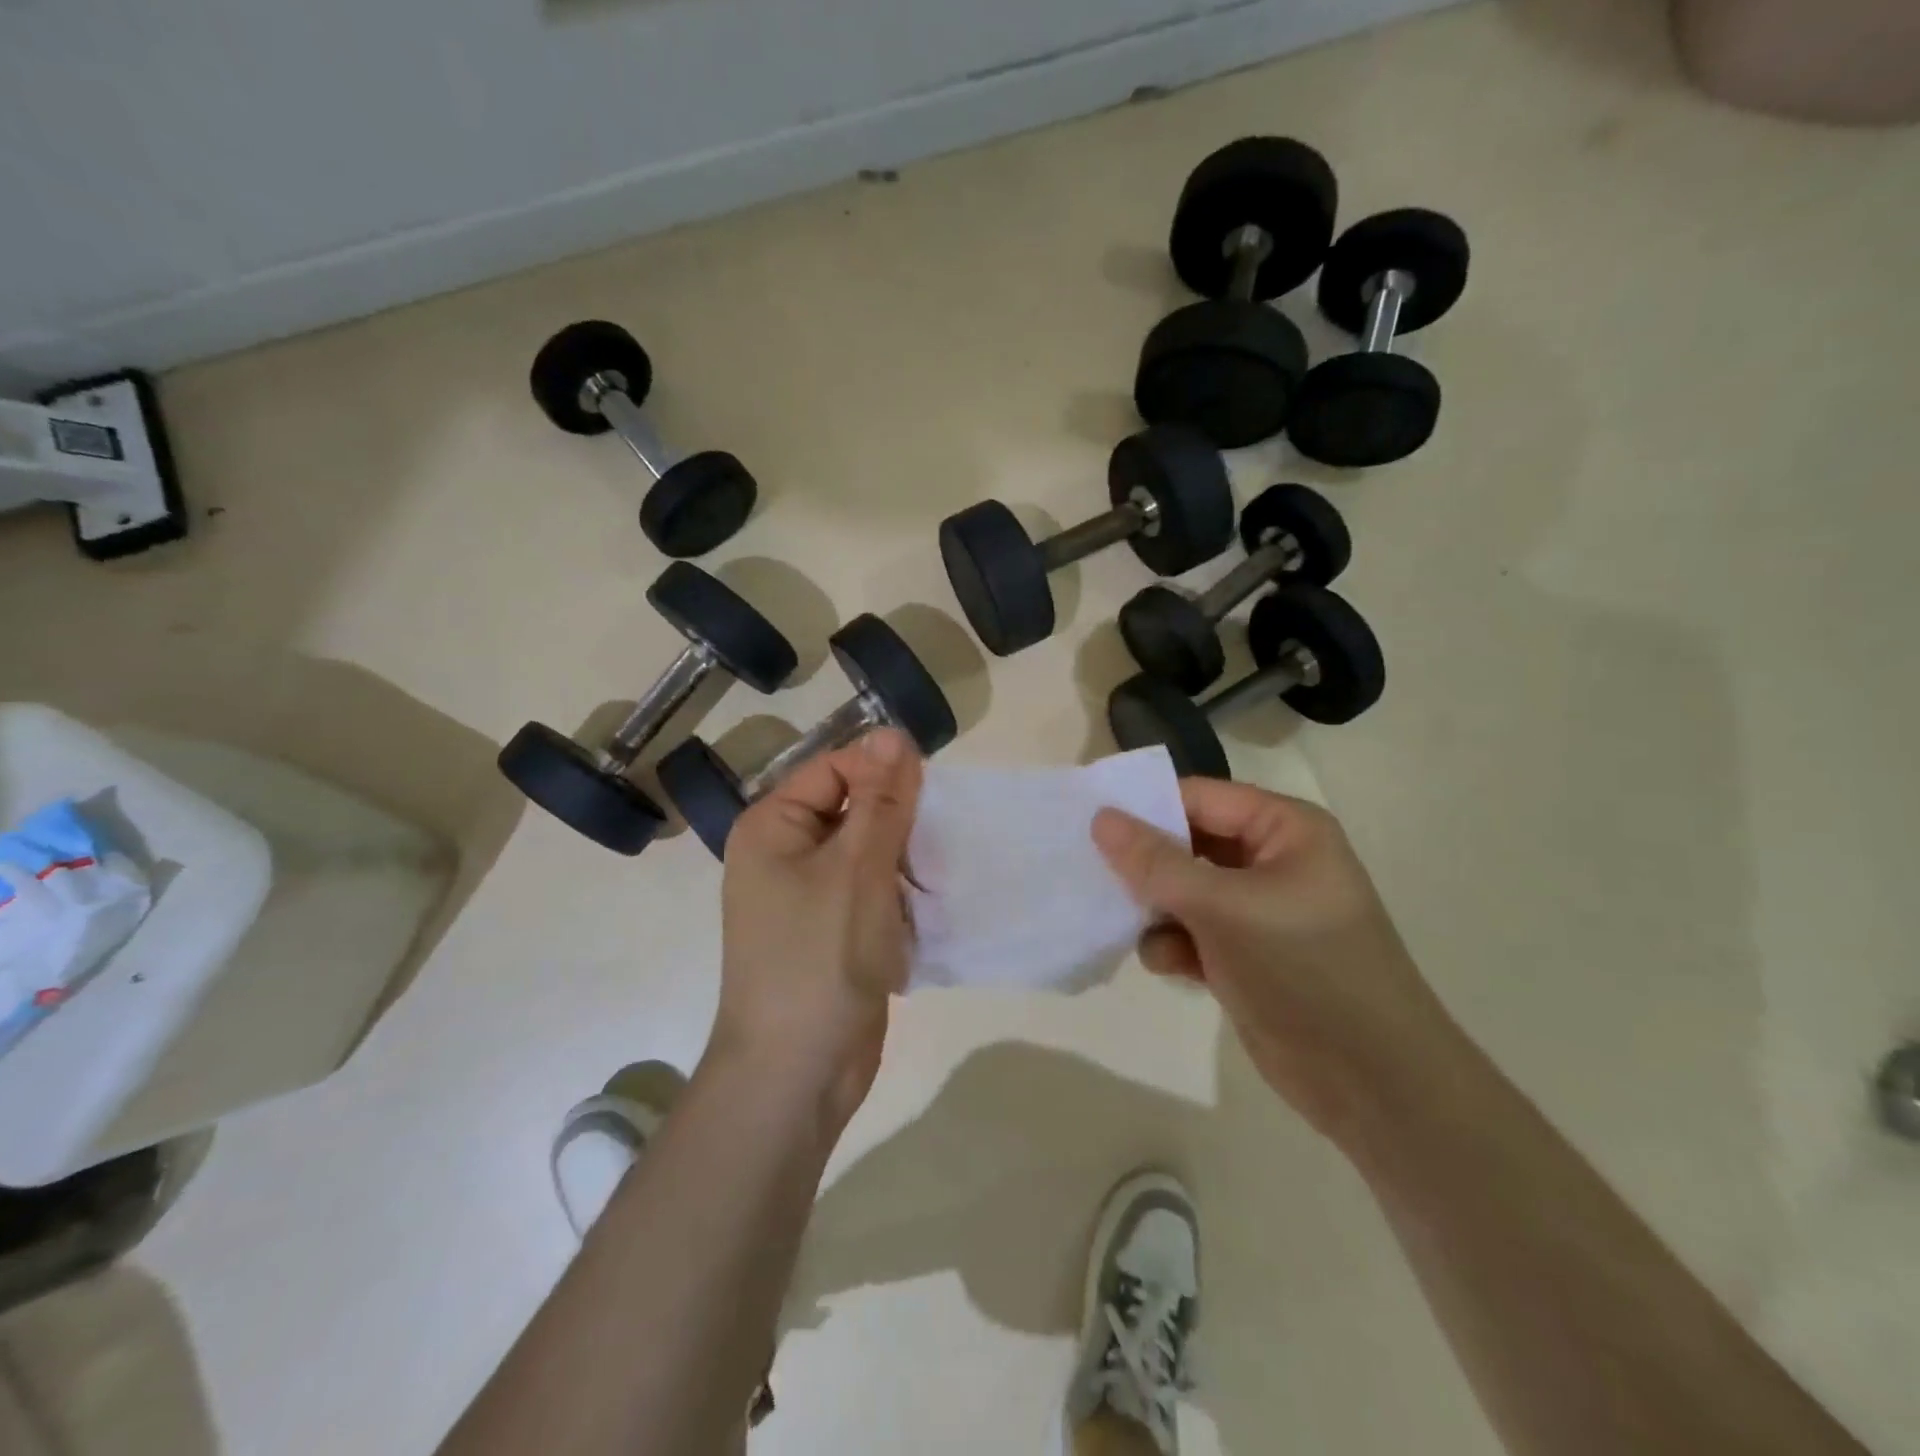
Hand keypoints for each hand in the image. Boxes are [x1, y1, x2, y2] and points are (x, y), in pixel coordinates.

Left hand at [711, 727, 921, 1132]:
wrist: (798, 1073)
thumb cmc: (821, 958)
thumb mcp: (857, 868)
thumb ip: (880, 800)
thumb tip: (892, 732)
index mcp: (773, 827)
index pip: (834, 768)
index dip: (883, 772)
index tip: (932, 794)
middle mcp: (784, 854)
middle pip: (853, 808)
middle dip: (899, 819)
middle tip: (941, 837)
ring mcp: (808, 896)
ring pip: (868, 852)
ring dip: (905, 858)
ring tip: (940, 871)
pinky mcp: (833, 931)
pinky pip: (871, 891)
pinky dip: (900, 893)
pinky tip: (930, 905)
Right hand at [1093, 780, 1460, 1142]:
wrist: (1372, 1082)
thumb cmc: (1304, 970)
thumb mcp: (1224, 908)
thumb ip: (1157, 863)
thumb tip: (1101, 817)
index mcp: (1285, 829)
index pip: (1200, 797)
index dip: (1145, 807)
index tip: (1088, 823)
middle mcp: (1272, 861)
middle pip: (1188, 842)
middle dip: (1147, 865)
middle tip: (1094, 875)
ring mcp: (1259, 910)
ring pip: (1184, 890)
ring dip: (1156, 909)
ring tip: (1135, 927)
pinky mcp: (1245, 954)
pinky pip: (1192, 931)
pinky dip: (1174, 944)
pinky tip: (1169, 965)